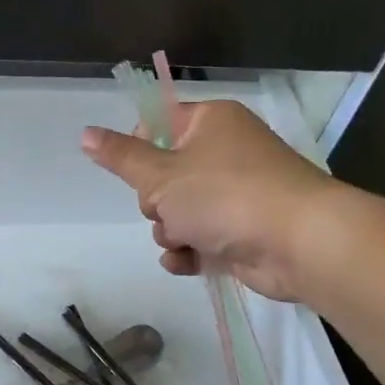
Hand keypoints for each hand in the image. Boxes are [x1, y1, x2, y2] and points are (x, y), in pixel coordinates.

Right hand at [82, 100, 334, 300]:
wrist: (299, 243)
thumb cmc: (226, 196)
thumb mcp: (162, 175)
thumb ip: (122, 157)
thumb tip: (85, 133)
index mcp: (210, 122)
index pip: (160, 124)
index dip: (140, 150)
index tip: (137, 172)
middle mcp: (226, 152)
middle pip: (165, 175)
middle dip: (157, 203)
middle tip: (168, 210)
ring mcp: (238, 193)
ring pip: (180, 211)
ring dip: (172, 231)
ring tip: (186, 240)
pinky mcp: (244, 230)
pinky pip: (201, 237)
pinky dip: (191, 251)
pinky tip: (186, 262)